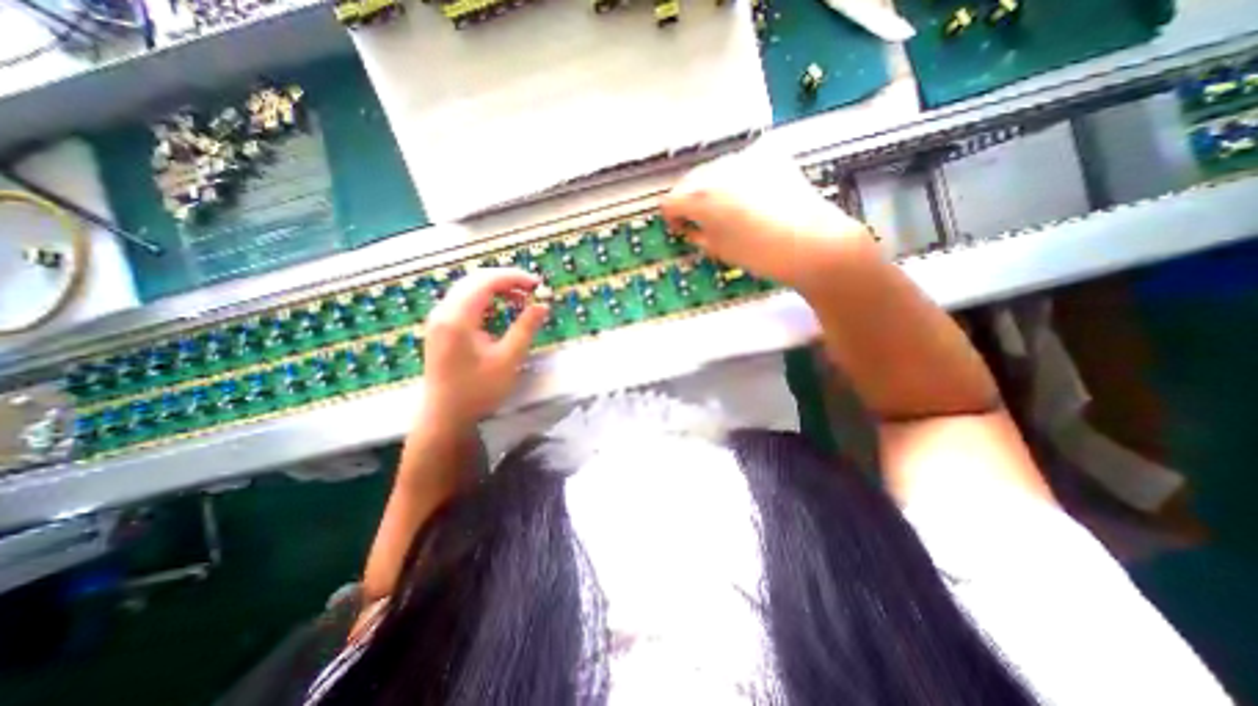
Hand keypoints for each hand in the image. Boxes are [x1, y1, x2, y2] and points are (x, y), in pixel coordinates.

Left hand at [418, 266, 549, 427]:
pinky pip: (463, 301)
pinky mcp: (441, 328)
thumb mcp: (508, 359)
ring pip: (468, 289)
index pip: (485, 281)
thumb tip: (542, 305)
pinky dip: (485, 299)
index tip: (537, 284)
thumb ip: (526, 328)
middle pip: (474, 280)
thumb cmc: (478, 391)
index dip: (513, 277)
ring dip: (495, 288)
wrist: (445, 417)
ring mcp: (439, 319)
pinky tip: (501, 310)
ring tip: (521, 298)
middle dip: (505, 279)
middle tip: (532, 289)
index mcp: (457, 318)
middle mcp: (443, 312)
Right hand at [658, 142, 876, 293]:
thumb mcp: (717, 248)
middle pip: (689, 181)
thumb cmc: (760, 254)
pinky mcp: (769, 153)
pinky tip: (749, 196)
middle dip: (690, 200)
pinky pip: (740, 165)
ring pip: (714, 170)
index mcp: (700, 195)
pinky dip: (736, 179)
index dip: (671, 217)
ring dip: (712, 188)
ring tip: (727, 210)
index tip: (679, 229)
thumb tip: (688, 226)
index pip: (670, 200)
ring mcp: (745, 156)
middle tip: (699, 220)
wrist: (812, 243)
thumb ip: (695, 233)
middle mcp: (717, 167)